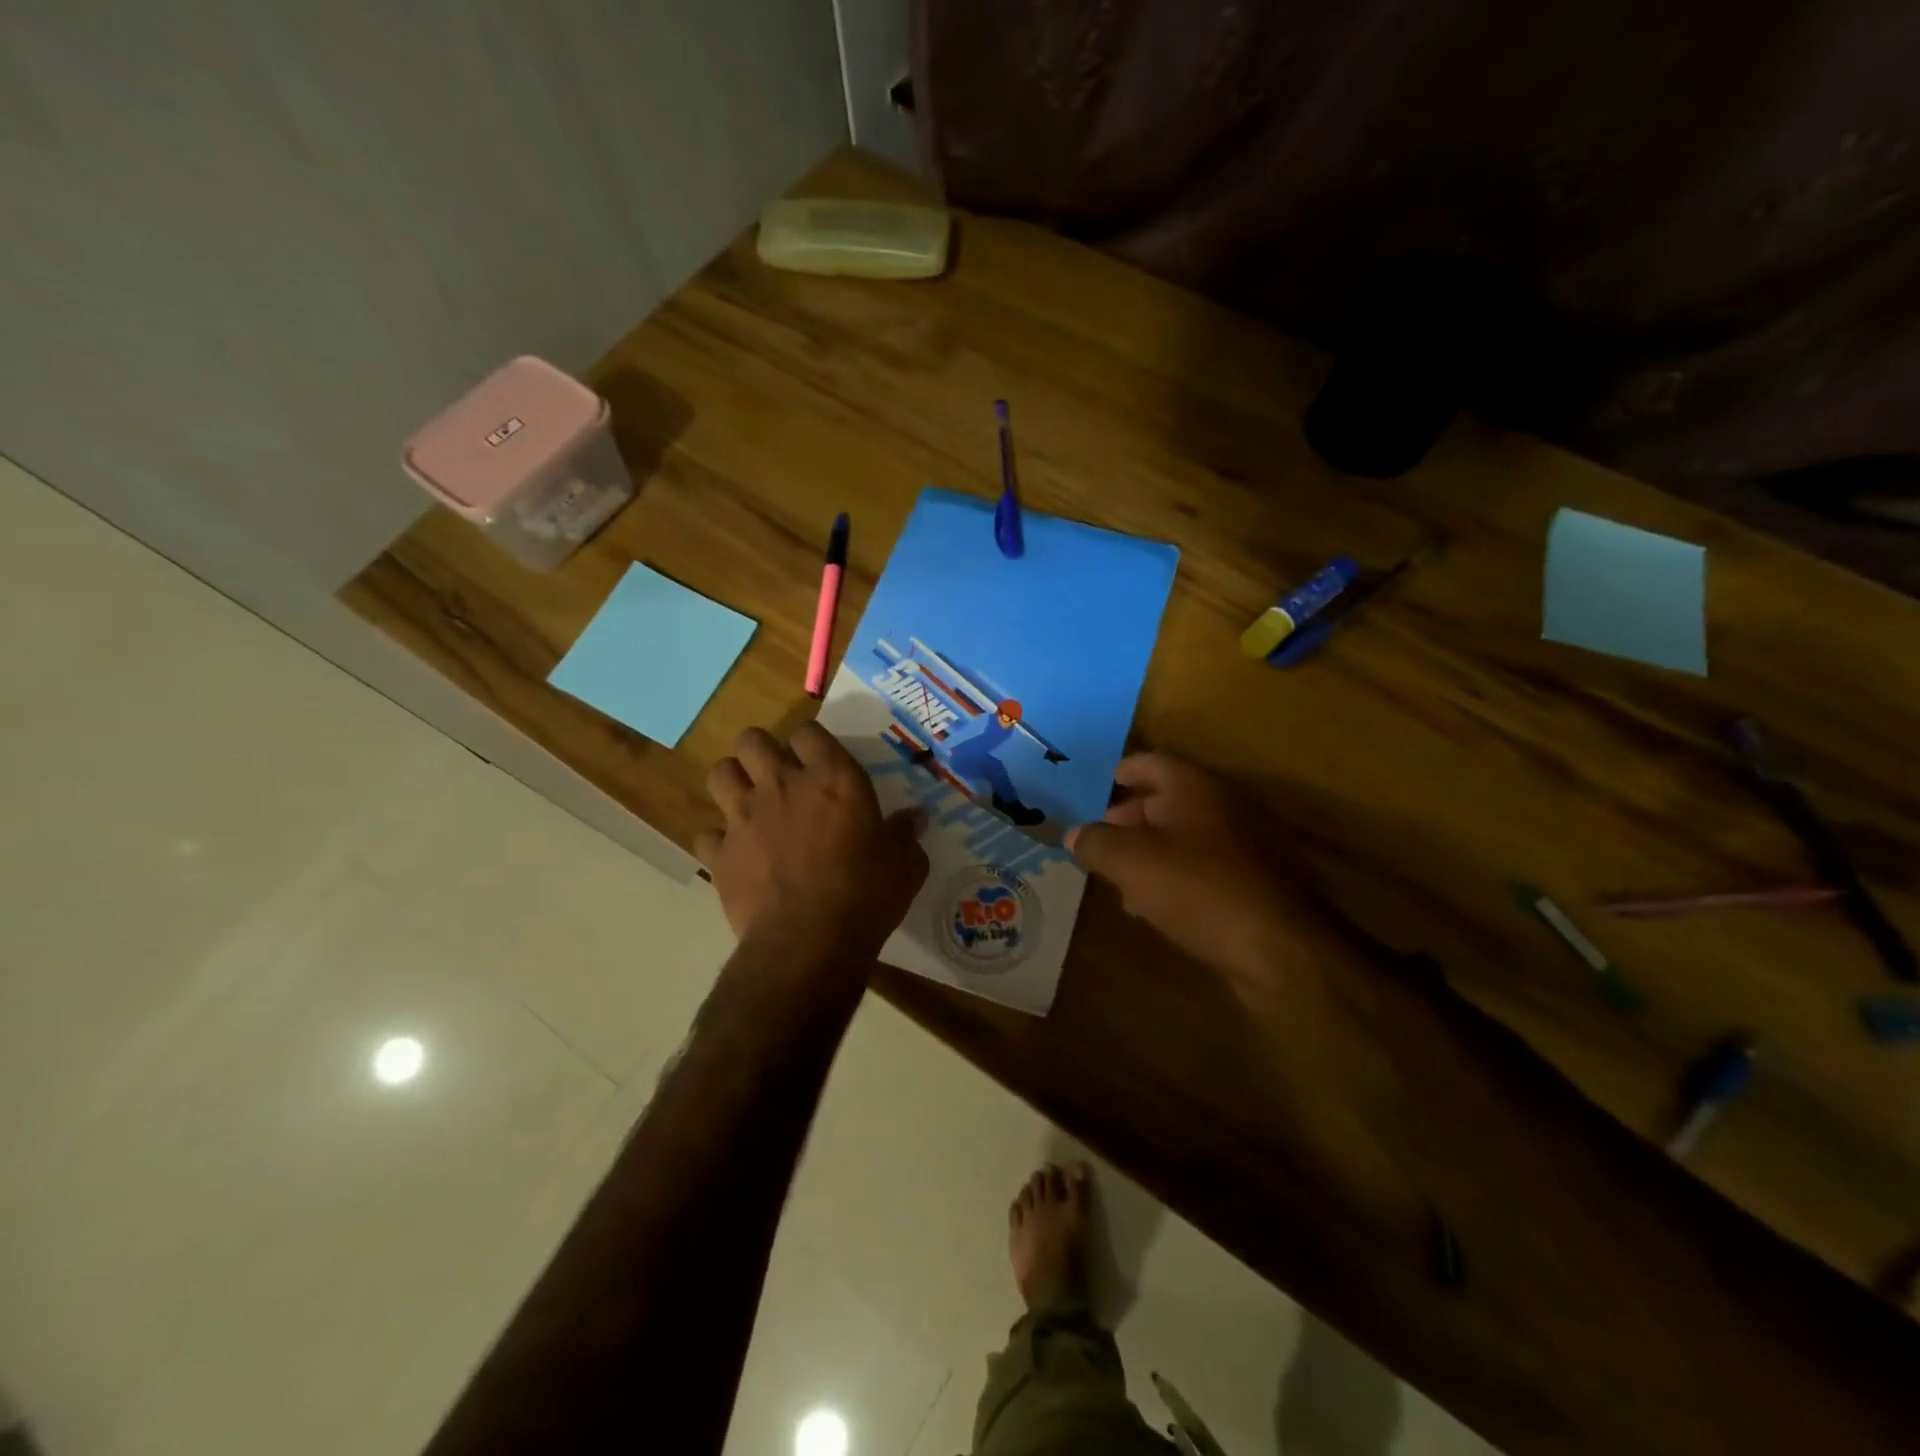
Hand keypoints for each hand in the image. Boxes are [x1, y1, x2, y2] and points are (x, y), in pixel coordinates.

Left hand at [696, 722, 928, 965]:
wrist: (810, 941)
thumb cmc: (867, 894)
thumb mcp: (906, 864)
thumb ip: (906, 834)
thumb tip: (915, 818)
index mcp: (832, 778)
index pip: (808, 732)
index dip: (810, 743)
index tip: (818, 762)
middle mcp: (782, 785)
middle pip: (752, 740)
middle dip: (760, 752)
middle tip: (776, 775)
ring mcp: (744, 817)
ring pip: (719, 773)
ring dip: (733, 783)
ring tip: (748, 802)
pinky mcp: (719, 854)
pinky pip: (706, 834)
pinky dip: (719, 841)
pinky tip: (735, 855)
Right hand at [1066, 753, 1325, 978]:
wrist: (1279, 949)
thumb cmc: (1197, 888)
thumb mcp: (1130, 862)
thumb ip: (1095, 843)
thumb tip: (1074, 834)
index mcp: (1196, 787)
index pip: (1153, 763)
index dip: (1124, 771)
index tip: (1104, 782)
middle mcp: (1225, 806)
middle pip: (1170, 800)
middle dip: (1132, 817)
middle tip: (1102, 835)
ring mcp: (1247, 845)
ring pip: (1187, 837)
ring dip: (1153, 850)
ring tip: (1120, 874)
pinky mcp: (1257, 883)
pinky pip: (1206, 868)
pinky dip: (1177, 875)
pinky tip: (1155, 904)